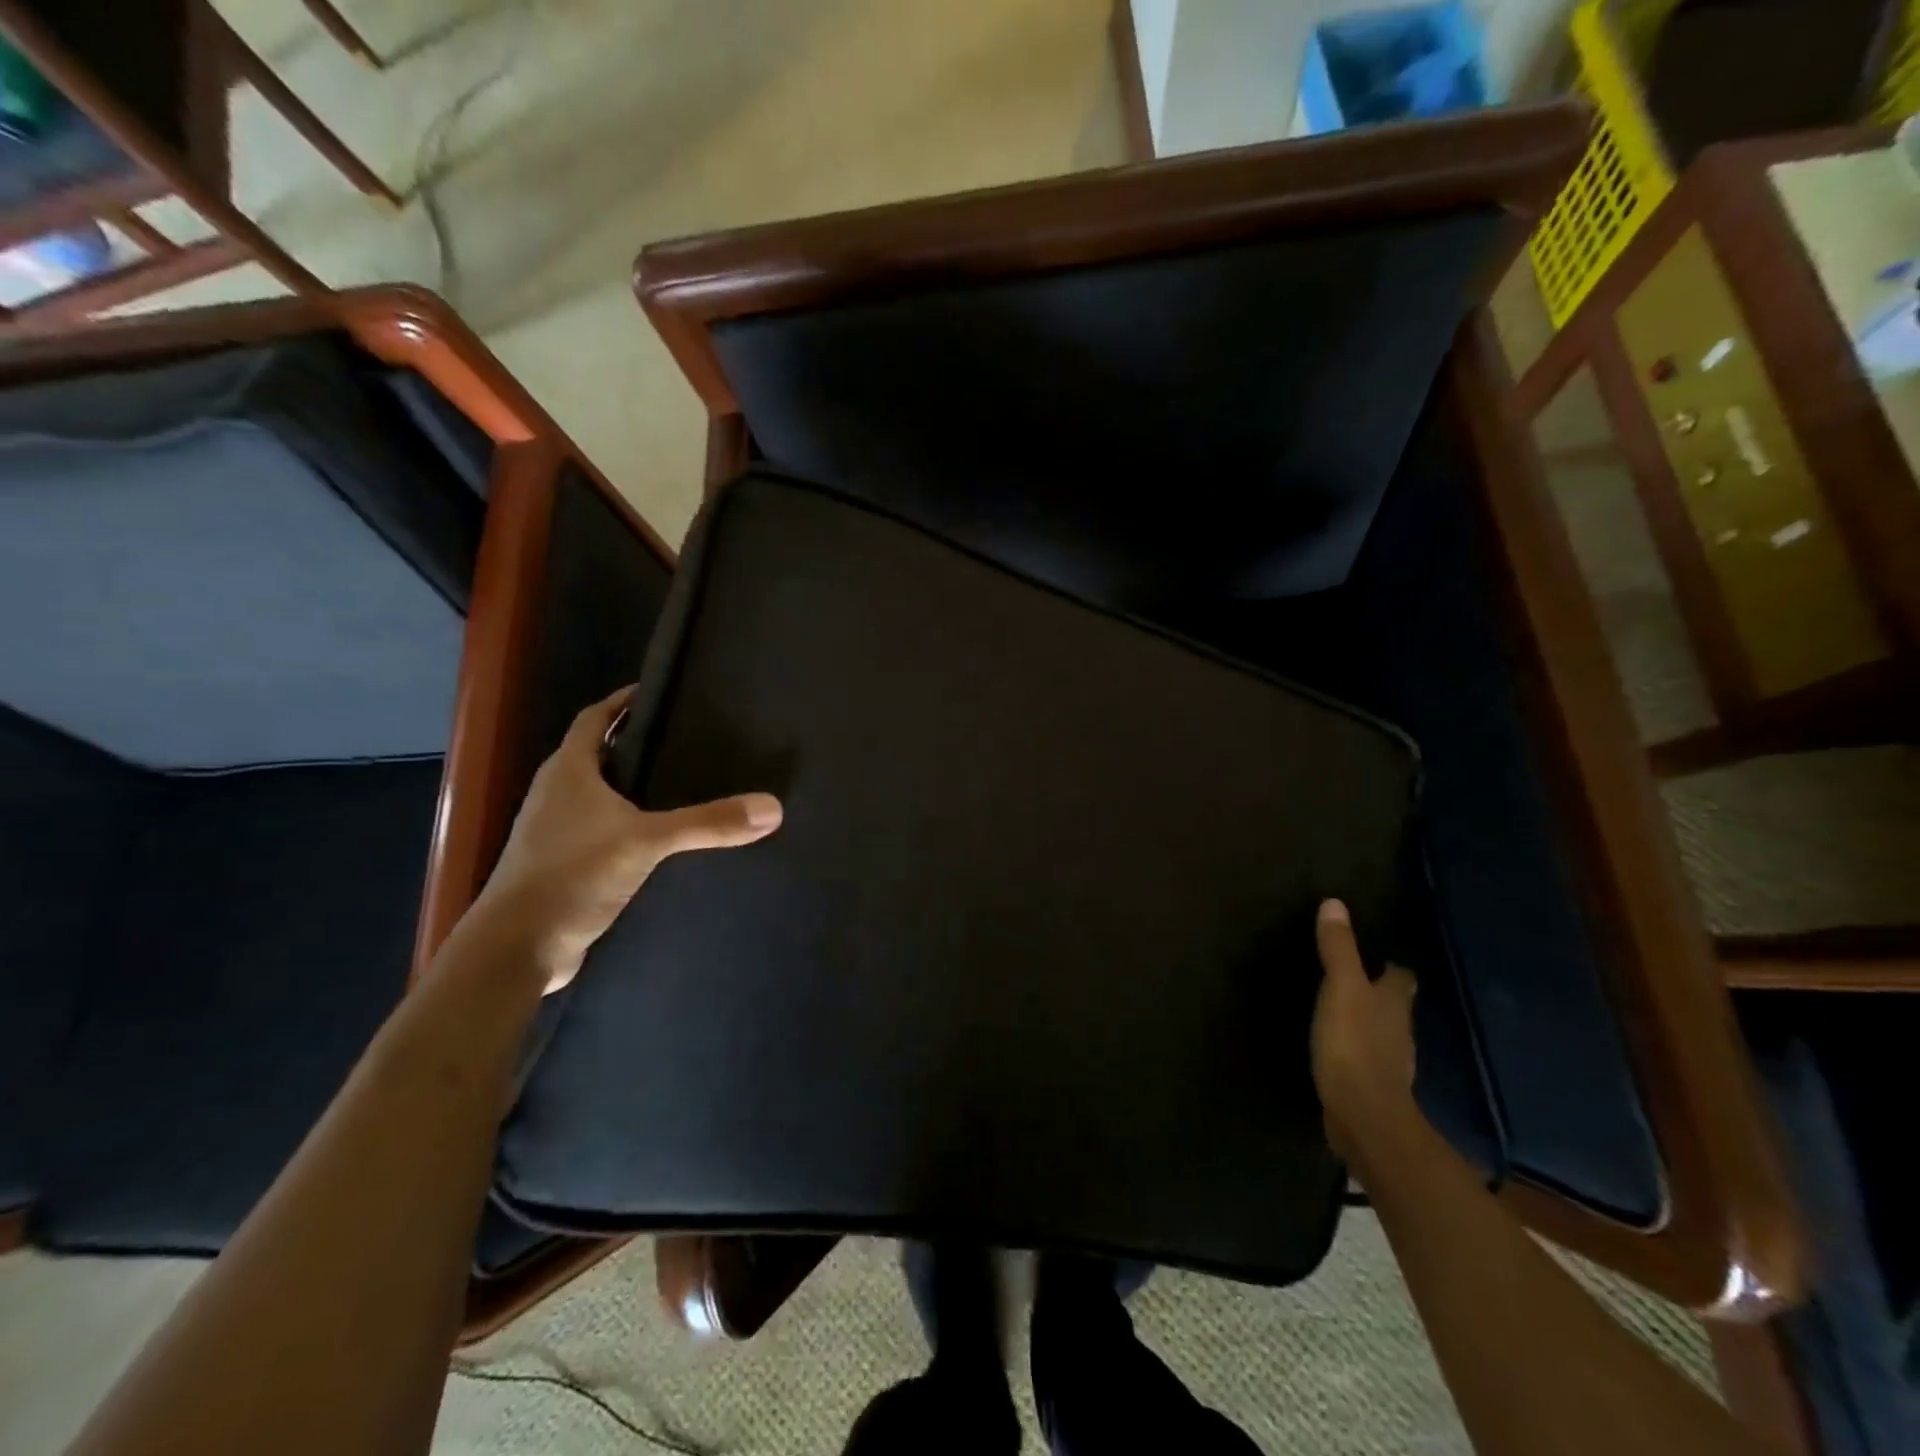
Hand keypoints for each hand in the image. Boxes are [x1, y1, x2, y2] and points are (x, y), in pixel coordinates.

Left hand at [466, 686, 781, 992]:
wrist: (518, 948)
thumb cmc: (572, 875)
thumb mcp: (646, 842)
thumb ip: (708, 823)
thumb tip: (772, 807)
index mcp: (568, 772)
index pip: (594, 719)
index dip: (621, 702)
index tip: (656, 693)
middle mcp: (557, 794)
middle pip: (597, 754)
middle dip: (634, 744)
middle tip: (685, 739)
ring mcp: (556, 832)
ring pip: (599, 794)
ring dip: (631, 786)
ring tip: (681, 783)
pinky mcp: (564, 865)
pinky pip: (602, 830)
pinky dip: (629, 823)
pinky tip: (661, 838)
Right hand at [1311, 899, 1417, 1159]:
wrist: (1363, 1116)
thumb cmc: (1354, 1044)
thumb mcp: (1341, 989)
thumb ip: (1338, 949)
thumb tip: (1335, 903)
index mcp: (1394, 1003)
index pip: (1402, 977)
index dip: (1392, 967)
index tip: (1379, 958)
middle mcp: (1399, 1030)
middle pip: (1395, 1006)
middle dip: (1380, 993)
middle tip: (1356, 980)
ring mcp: (1390, 1062)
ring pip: (1383, 1033)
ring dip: (1369, 1023)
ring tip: (1344, 1012)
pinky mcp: (1373, 1087)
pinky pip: (1367, 1060)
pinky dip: (1358, 1052)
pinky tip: (1340, 1051)